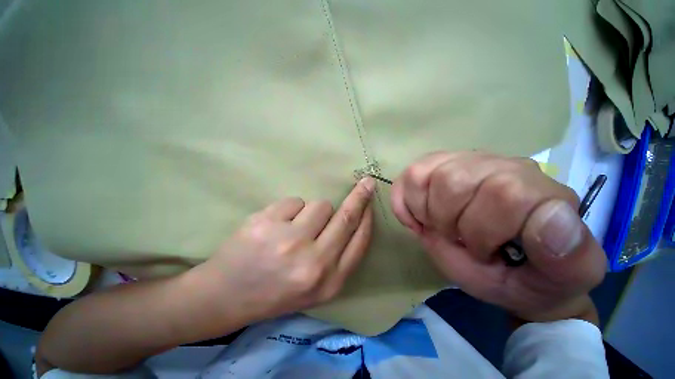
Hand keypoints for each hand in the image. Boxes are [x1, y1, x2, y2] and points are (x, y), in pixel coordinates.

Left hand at [194, 177, 375, 322]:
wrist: (226, 297)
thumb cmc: (277, 291)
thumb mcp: (316, 286)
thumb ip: (339, 256)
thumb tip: (355, 219)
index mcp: (330, 282)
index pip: (360, 240)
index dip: (368, 216)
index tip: (371, 200)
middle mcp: (314, 263)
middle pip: (346, 217)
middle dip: (360, 196)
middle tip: (366, 182)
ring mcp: (288, 241)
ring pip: (319, 205)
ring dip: (312, 211)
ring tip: (293, 227)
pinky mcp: (266, 223)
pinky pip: (294, 201)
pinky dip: (289, 209)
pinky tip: (274, 226)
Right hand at [390, 152, 605, 322]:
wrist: (500, 265)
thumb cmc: (525, 275)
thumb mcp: (557, 281)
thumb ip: (572, 259)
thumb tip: (554, 221)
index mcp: (538, 190)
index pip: (504, 192)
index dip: (481, 231)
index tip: (485, 254)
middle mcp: (498, 165)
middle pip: (451, 180)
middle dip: (448, 223)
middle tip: (460, 240)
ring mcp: (461, 162)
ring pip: (423, 175)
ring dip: (426, 213)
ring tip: (441, 227)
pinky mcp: (433, 167)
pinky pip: (409, 176)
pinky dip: (405, 202)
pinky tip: (420, 218)